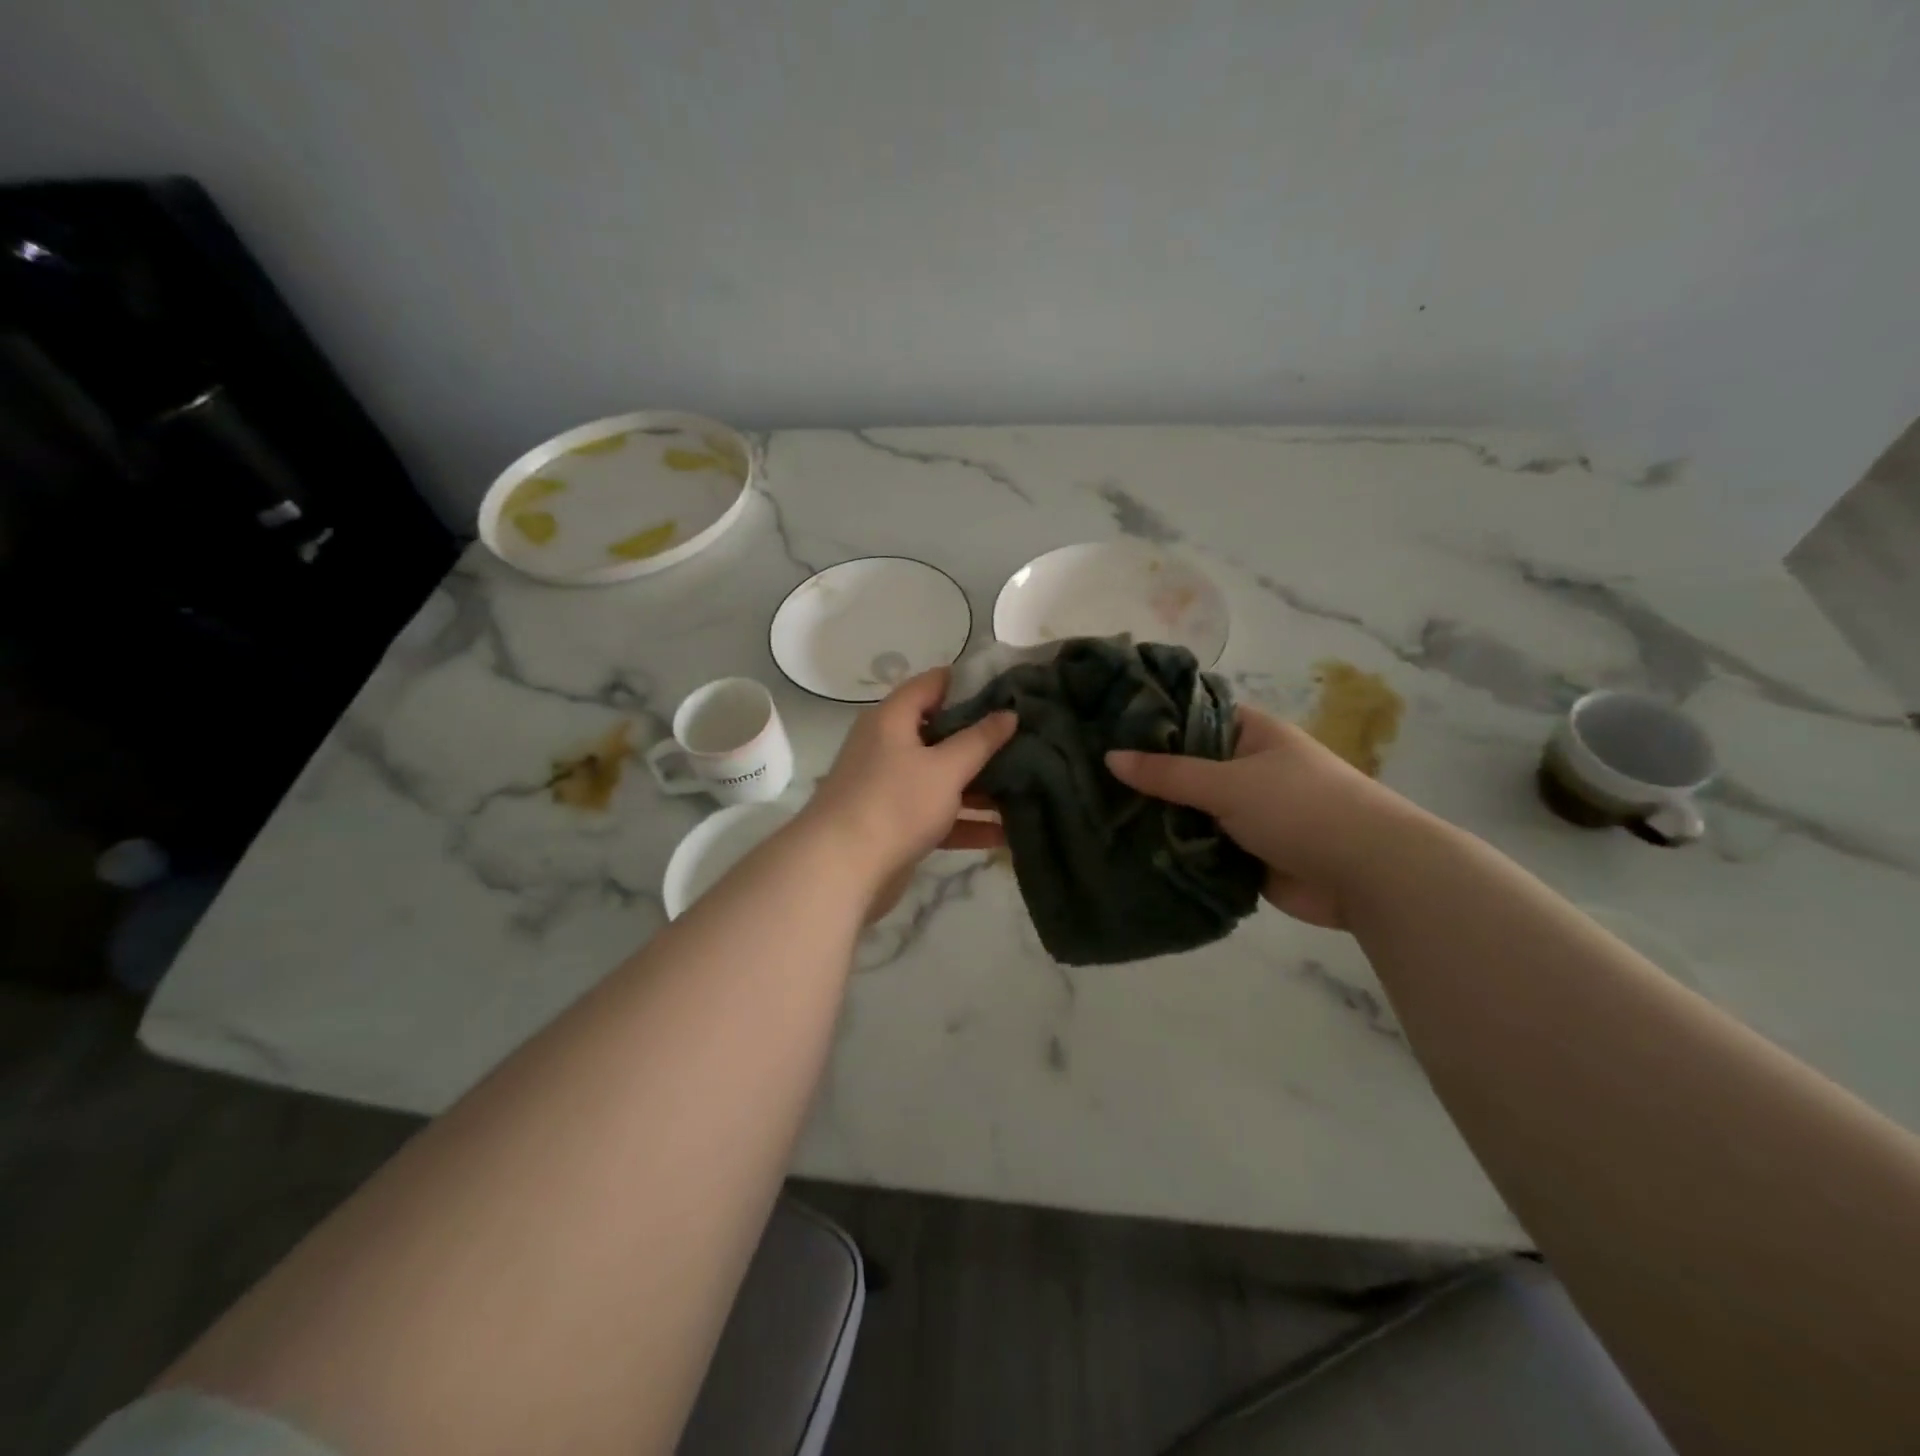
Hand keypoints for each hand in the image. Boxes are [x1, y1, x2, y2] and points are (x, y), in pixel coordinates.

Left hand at [803, 669, 1015, 909]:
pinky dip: (965, 821)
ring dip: (979, 785)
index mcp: (892, 719)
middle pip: (941, 732)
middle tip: (1027, 739)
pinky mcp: (895, 824)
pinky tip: (1004, 833)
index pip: (933, 684)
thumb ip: (979, 740)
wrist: (841, 870)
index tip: (1010, 690)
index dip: (970, 682)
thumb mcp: (945, 768)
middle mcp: (887, 746)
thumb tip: (1009, 713)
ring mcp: (890, 787)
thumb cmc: (896, 804)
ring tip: (1026, 785)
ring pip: (941, 777)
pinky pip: (936, 814)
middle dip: (982, 739)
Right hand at [1105, 706, 1421, 928]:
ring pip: (1188, 810)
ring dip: (1156, 817)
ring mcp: (1244, 812)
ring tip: (1096, 814)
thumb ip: (1168, 773)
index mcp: (1249, 734)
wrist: (1367, 874)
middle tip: (1087, 777)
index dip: (1150, 721)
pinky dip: (1173, 849)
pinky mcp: (1243, 853)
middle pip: (1184, 767)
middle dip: (1145, 776)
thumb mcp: (1229, 782)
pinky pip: (1198, 845)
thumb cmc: (1301, 808)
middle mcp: (1245, 768)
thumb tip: (1109, 757)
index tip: (1100, 728)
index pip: (1189, 716)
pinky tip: (1127, 849)